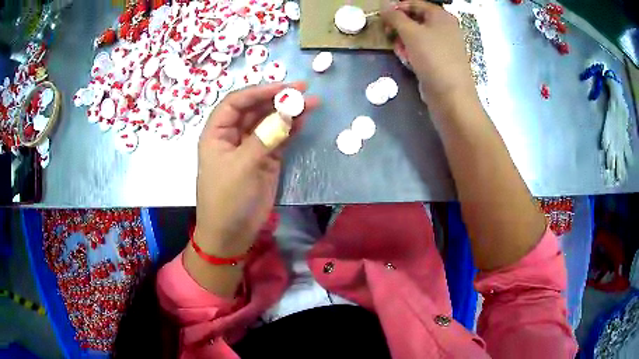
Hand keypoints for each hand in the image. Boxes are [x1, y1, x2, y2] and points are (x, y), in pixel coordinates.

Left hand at [195, 82, 318, 256]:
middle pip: (255, 109)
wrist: (232, 234)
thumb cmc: (227, 199)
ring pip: (269, 122)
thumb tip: (288, 112)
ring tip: (312, 102)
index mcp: (217, 133)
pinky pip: (279, 138)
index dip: (258, 91)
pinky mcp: (266, 159)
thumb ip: (265, 137)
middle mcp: (233, 136)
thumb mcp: (242, 166)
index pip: (236, 103)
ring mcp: (251, 147)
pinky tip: (304, 120)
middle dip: (277, 98)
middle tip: (303, 89)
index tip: (282, 87)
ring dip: (288, 112)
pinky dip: (291, 129)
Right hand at [381, 1, 474, 103]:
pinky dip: (413, 54)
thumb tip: (383, 4)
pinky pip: (422, 51)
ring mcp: (444, 46)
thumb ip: (395, 16)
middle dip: (400, 28)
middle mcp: (445, 28)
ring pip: (416, 37)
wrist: (451, 96)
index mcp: (441, 16)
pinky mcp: (440, 61)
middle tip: (390, 36)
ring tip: (402, 53)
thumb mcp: (410, 32)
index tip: (383, 18)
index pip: (415, 4)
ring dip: (404, 43)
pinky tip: (409, 62)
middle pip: (415, 20)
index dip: (397, 8)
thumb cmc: (433, 58)